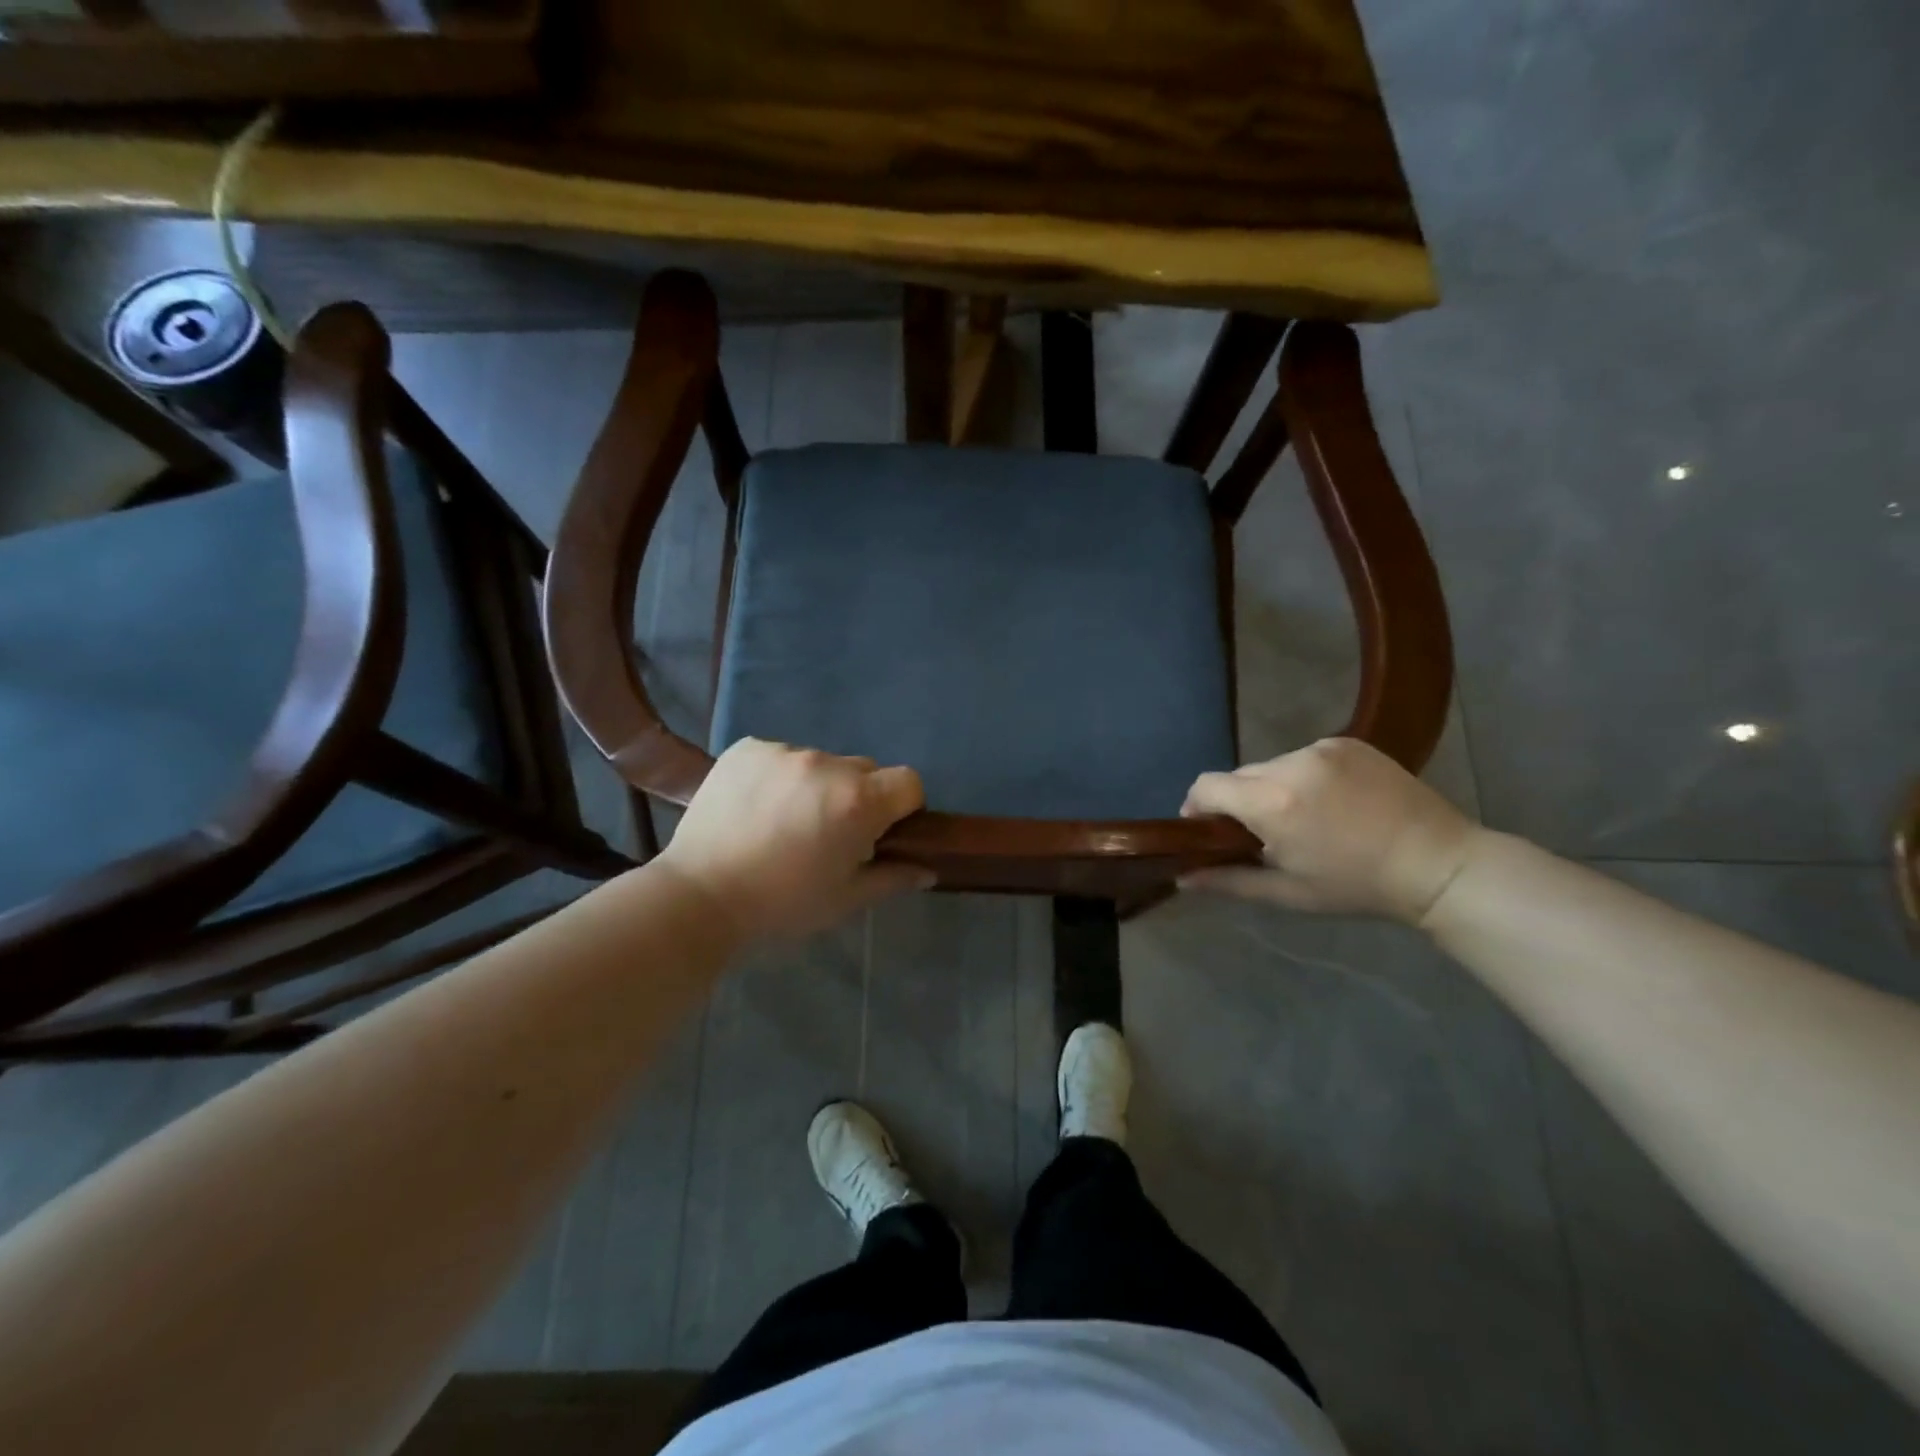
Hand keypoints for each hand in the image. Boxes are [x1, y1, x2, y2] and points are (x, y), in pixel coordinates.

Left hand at [657, 738, 932, 941]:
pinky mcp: (747, 748)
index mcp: (858, 800)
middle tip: (828, 833)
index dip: (902, 807)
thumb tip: (928, 869)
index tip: (880, 832)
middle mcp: (826, 764)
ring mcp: (784, 751)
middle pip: (864, 770)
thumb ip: (893, 878)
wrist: (699, 895)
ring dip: (816, 786)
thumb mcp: (846, 899)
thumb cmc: (782, 904)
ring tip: (784, 823)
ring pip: (820, 763)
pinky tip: (756, 808)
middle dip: (857, 797)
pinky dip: (778, 777)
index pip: (908, 782)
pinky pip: (780, 756)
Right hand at [1179, 737, 1482, 924]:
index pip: (1206, 786)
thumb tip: (1181, 878)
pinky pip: (1303, 756)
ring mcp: (1322, 748)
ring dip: (1271, 788)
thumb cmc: (1356, 886)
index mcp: (1272, 803)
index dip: (1196, 806)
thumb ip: (1228, 881)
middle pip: (1239, 775)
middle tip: (1261, 833)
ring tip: (1302, 817)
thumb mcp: (1288, 892)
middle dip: (1238, 801)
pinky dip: (1303, 776)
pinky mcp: (1347, 742)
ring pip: (1271, 765)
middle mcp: (1290, 764)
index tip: (1205, 829)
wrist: (1437, 863)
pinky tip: (1330, 802)